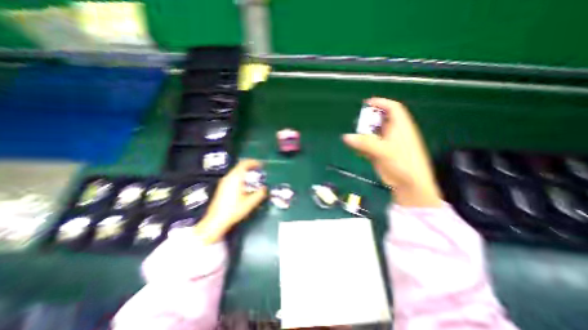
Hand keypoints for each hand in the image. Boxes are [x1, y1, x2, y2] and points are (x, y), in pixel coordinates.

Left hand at [195, 160, 268, 244]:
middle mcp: (229, 177)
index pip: (244, 164)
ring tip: (253, 177)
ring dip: (245, 172)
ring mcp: (224, 182)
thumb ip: (260, 194)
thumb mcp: (250, 203)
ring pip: (236, 171)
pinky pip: (233, 176)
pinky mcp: (222, 187)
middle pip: (240, 166)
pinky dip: (241, 176)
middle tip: (259, 171)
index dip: (254, 162)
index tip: (261, 165)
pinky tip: (244, 185)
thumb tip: (265, 188)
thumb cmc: (234, 210)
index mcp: (235, 178)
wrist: (216, 220)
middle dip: (250, 167)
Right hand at [345, 97, 440, 207]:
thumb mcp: (383, 151)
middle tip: (357, 123)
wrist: (409, 185)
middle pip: (381, 121)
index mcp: (401, 127)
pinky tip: (356, 149)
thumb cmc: (402, 163)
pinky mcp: (382, 154)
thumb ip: (364, 143)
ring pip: (374, 134)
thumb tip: (345, 137)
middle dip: (369, 120)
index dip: (381, 103)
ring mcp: (388, 144)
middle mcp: (394, 133)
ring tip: (354, 136)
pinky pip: (371, 146)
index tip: (367, 103)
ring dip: (364, 134)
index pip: (393, 108)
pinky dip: (363, 146)